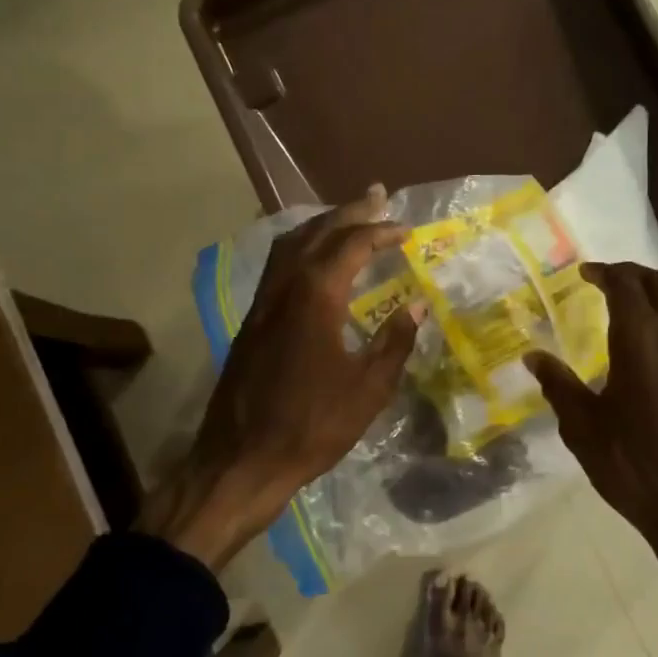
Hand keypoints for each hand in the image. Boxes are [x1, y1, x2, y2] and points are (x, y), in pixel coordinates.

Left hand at [139, 186, 418, 570]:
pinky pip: (276, 269)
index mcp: (315, 298)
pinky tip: (313, 264)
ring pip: (289, 246)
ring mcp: (261, 305)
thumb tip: (415, 307)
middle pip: (315, 233)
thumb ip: (393, 343)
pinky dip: (300, 250)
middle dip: (348, 212)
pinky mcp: (250, 324)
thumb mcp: (367, 390)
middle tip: (376, 196)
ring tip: (346, 219)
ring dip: (320, 226)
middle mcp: (283, 289)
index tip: (406, 229)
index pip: (350, 246)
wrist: (242, 460)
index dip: (380, 232)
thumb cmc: (312, 427)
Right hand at [527, 263, 657, 656]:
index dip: (604, 272)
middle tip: (605, 280)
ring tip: (632, 302)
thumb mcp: (582, 426)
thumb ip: (558, 385)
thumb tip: (533, 356)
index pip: (626, 286)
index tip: (583, 273)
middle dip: (632, 274)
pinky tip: (653, 343)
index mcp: (640, 340)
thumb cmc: (631, 463)